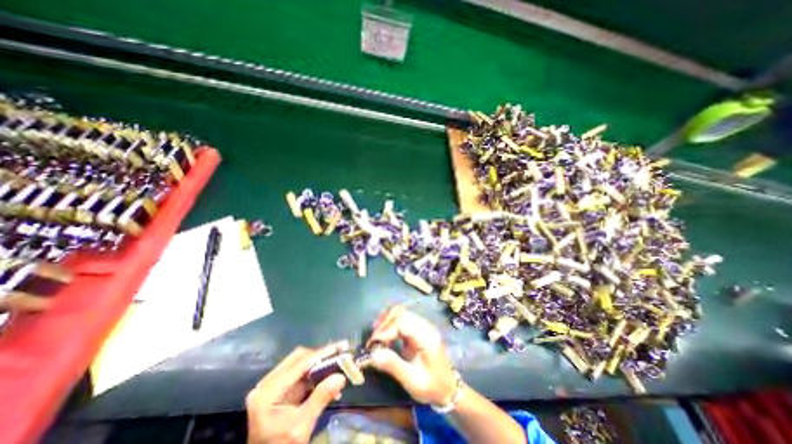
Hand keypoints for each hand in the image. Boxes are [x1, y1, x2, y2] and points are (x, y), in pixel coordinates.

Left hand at [246, 344, 346, 443]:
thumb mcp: (301, 426)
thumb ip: (320, 399)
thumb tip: (341, 376)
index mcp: (268, 391)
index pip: (300, 363)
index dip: (322, 353)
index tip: (342, 347)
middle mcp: (268, 383)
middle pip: (299, 358)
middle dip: (321, 356)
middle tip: (341, 354)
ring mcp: (272, 385)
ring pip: (300, 363)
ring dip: (319, 364)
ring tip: (338, 366)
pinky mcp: (278, 390)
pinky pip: (300, 374)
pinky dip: (315, 374)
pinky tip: (328, 381)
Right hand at [367, 309, 455, 405]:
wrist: (448, 388)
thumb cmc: (431, 387)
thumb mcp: (412, 381)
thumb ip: (393, 365)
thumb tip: (373, 354)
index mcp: (426, 336)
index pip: (402, 322)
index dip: (386, 330)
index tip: (373, 344)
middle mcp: (425, 326)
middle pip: (401, 313)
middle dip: (384, 323)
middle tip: (373, 340)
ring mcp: (422, 326)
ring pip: (401, 313)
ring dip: (386, 321)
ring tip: (376, 336)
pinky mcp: (418, 329)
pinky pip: (402, 319)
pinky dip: (391, 324)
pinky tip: (384, 336)